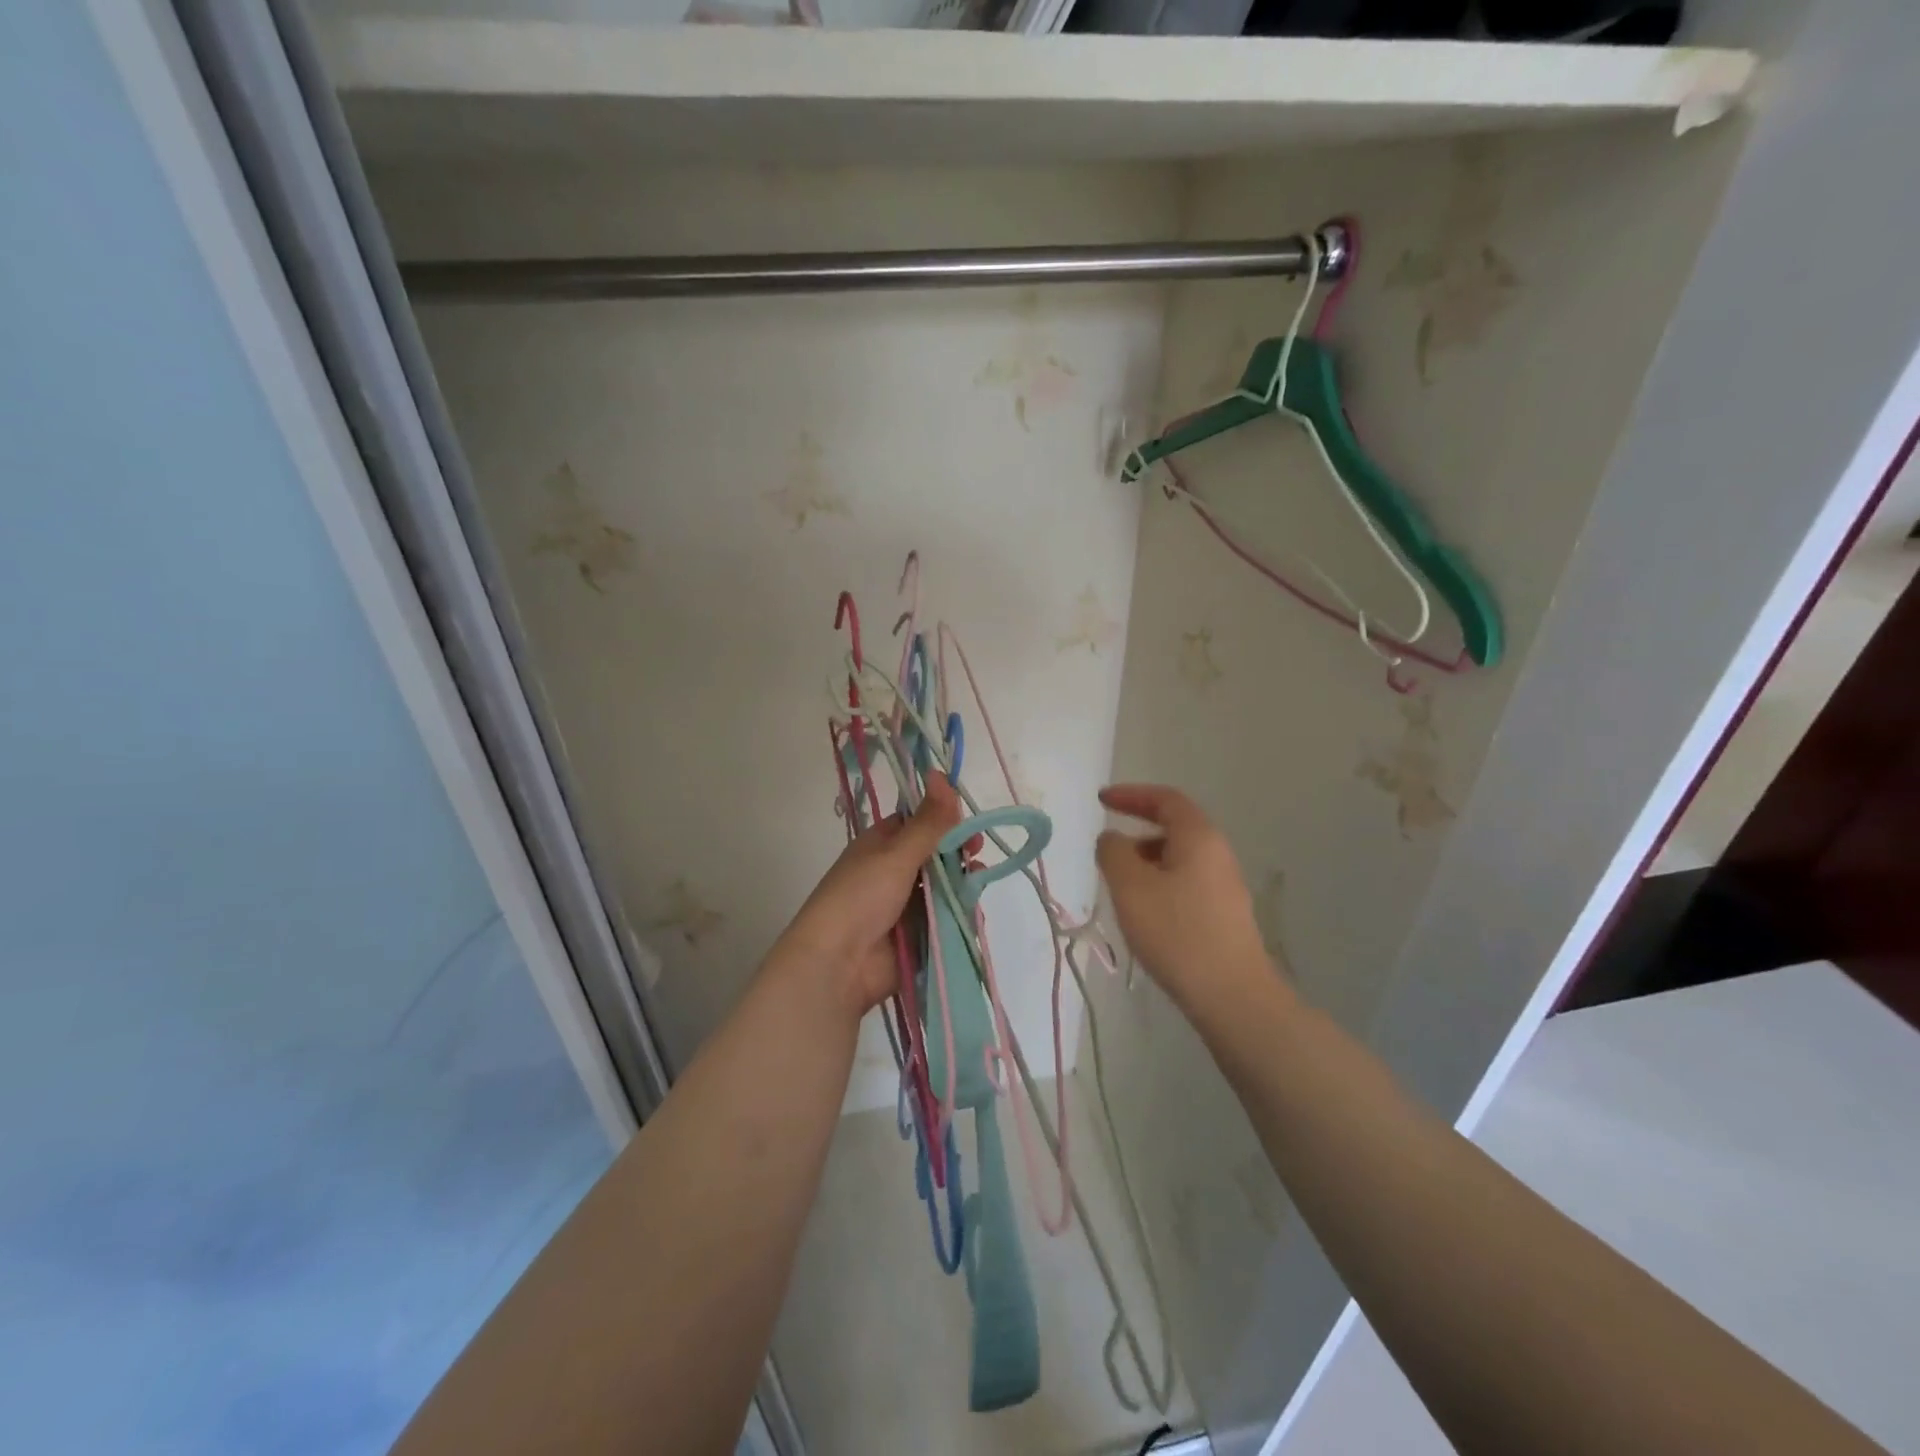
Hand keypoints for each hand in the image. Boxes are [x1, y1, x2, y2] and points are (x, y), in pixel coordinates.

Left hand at [777, 773, 962, 1016]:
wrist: (837, 965)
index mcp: (882, 845)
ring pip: (944, 888)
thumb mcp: (896, 854)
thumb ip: (928, 821)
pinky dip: (960, 915)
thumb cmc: (861, 897)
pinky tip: (972, 913)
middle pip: (936, 856)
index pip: (919, 823)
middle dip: (958, 854)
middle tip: (976, 855)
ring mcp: (906, 906)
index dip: (944, 820)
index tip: (969, 823)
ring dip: (962, 885)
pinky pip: (946, 919)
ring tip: (975, 885)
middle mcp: (893, 872)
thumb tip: (941, 772)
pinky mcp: (918, 936)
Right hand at [1096, 784, 1277, 1015]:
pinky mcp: (1225, 915)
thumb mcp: (1130, 887)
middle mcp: (1218, 854)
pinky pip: (1186, 883)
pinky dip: (1160, 883)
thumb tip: (1112, 839)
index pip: (1165, 799)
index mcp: (1198, 838)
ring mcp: (1225, 886)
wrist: (1232, 996)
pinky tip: (1145, 913)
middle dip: (1137, 830)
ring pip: (1179, 858)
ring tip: (1120, 886)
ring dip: (1147, 861)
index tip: (1102, 800)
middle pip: (1175, 827)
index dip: (1131, 794)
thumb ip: (1114, 853)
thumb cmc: (1177, 933)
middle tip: (1108, 848)